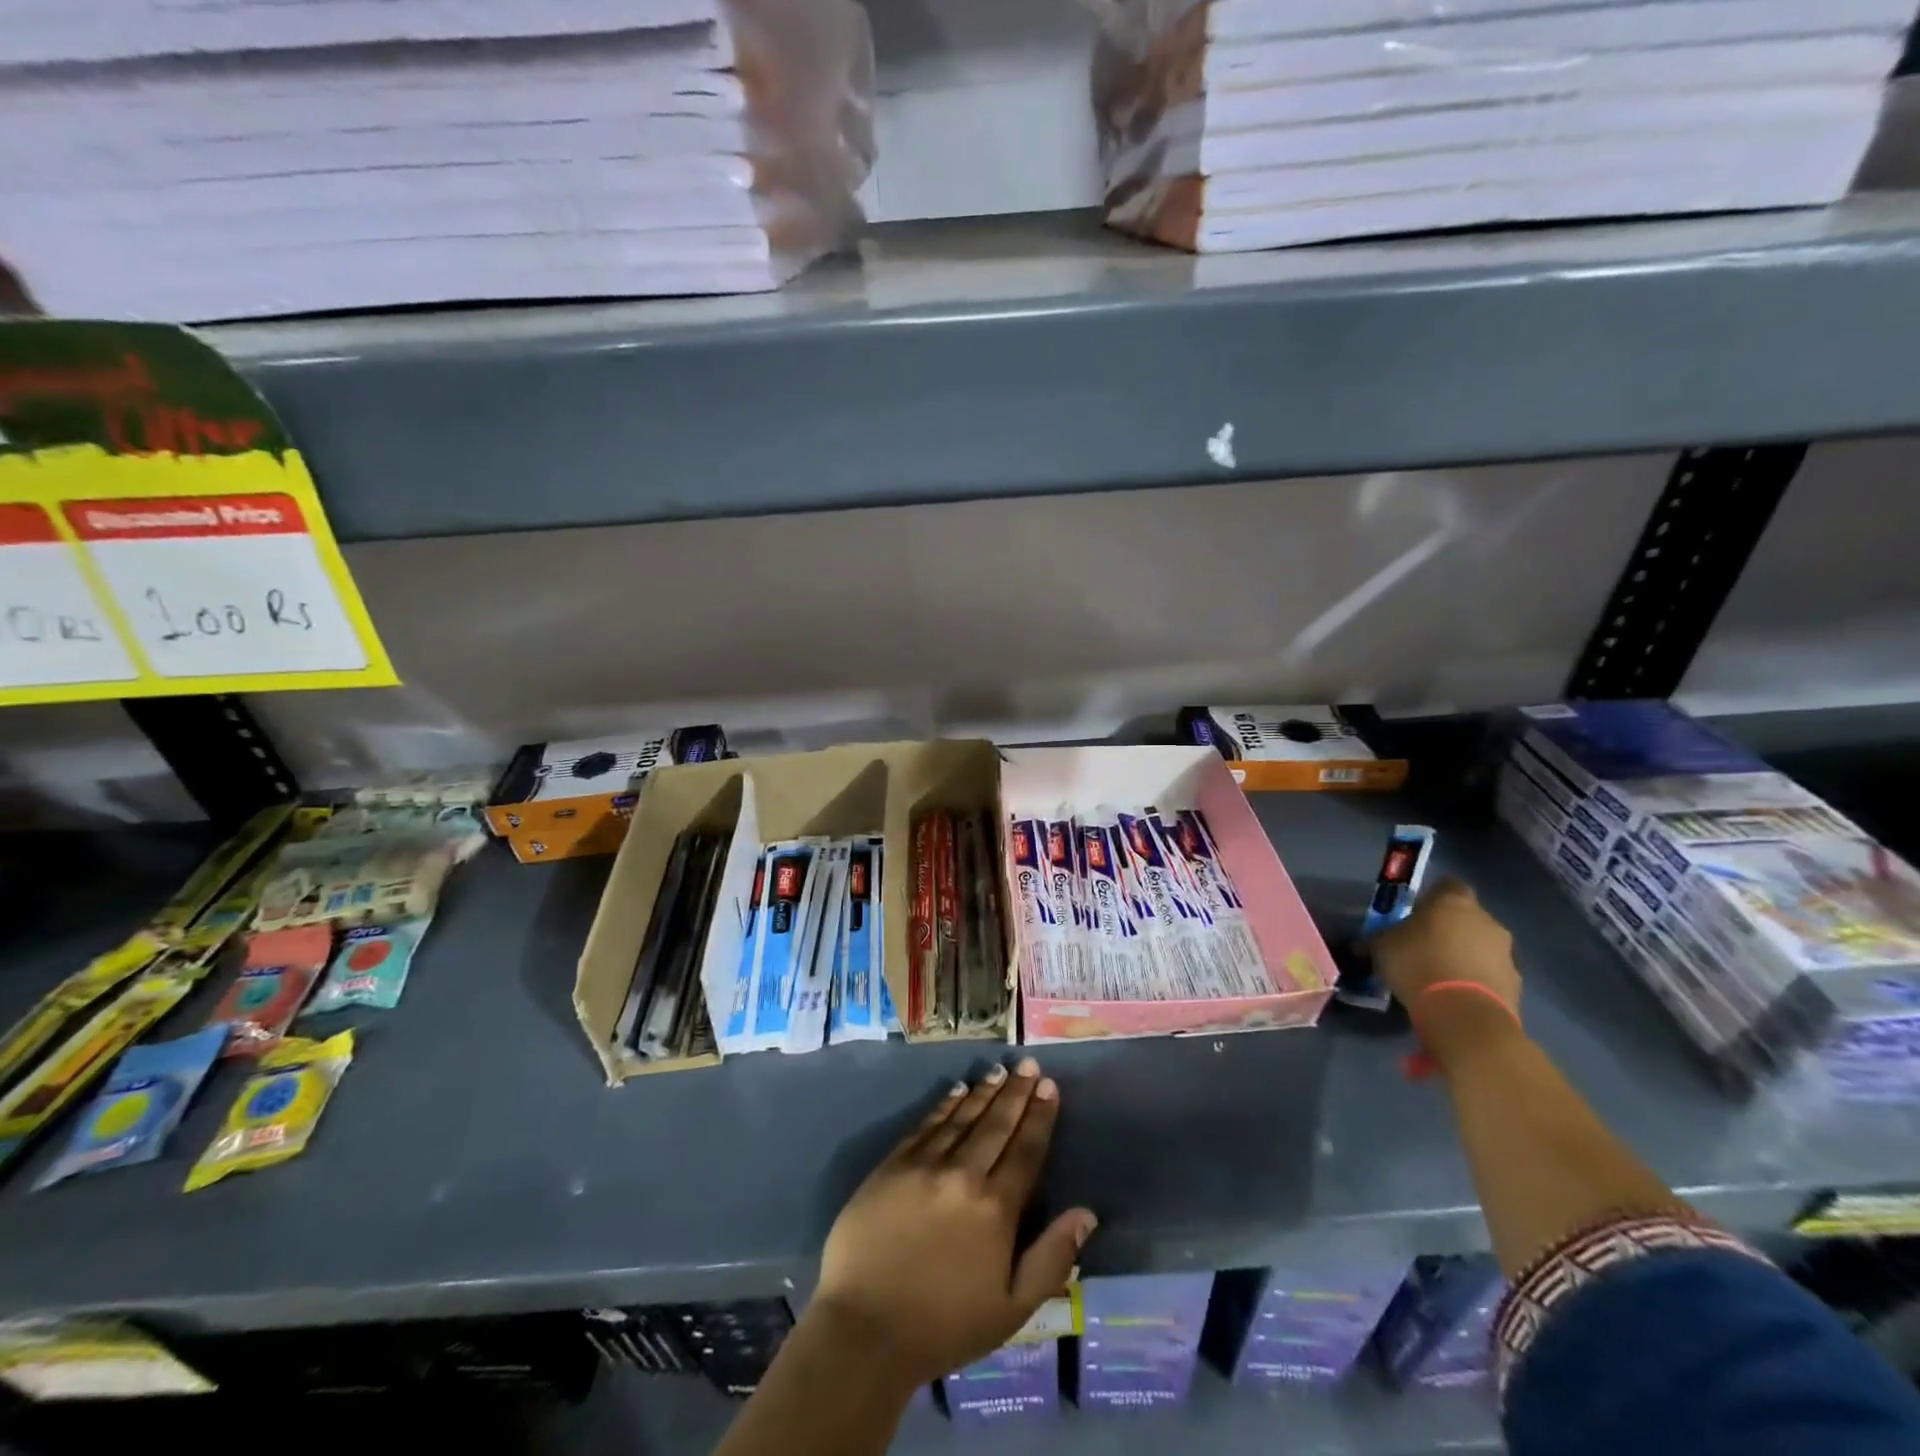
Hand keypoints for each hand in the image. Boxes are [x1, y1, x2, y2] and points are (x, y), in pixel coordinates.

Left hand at [809, 1058, 1096, 1392]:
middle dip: (1016, 1093)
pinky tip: (957, 1090)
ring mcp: (924, 1165)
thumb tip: (1087, 1213)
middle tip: (1028, 1064)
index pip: (1026, 1150)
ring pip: (962, 1118)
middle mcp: (963, 1175)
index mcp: (996, 1208)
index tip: (1049, 1086)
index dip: (1040, 1117)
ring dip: (983, 1092)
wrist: (865, 1329)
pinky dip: (944, 1105)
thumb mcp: (1012, 1308)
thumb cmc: (945, 1326)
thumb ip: (1052, 1257)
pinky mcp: (892, 1165)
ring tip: (999, 1071)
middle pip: (996, 1125)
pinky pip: (926, 1125)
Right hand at [1367, 877, 1521, 1018]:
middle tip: (1424, 945)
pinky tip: (1454, 994)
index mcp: (1454, 902)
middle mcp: (1486, 921)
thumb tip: (1360, 945)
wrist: (1464, 1014)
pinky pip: (1490, 974)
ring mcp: (1506, 954)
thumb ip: (1377, 940)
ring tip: (1439, 974)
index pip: (1447, 885)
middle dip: (1449, 928)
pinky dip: (1475, 980)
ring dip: (1464, 955)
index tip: (1416, 911)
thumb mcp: (1381, 947)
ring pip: (1481, 946)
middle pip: (1467, 917)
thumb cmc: (1417, 963)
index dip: (1431, 897)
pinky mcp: (1515, 985)